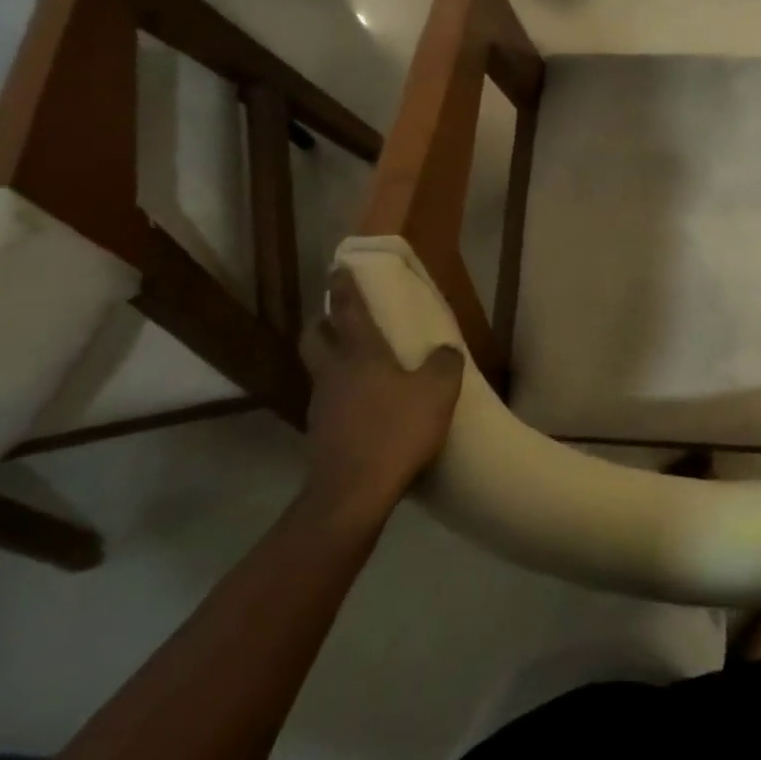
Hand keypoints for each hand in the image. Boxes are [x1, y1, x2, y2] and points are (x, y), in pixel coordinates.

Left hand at [299, 269, 462, 528]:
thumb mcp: (438, 392)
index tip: (339, 266)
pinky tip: (365, 406)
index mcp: (360, 354)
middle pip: (315, 336)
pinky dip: (343, 393)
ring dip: (332, 358)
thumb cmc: (396, 431)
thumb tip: (445, 351)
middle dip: (323, 321)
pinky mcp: (321, 433)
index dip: (344, 286)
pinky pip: (330, 400)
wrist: (353, 492)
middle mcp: (333, 372)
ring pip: (320, 368)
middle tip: (340, 317)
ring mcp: (322, 403)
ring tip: (360, 364)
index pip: (348, 309)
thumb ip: (445, 364)